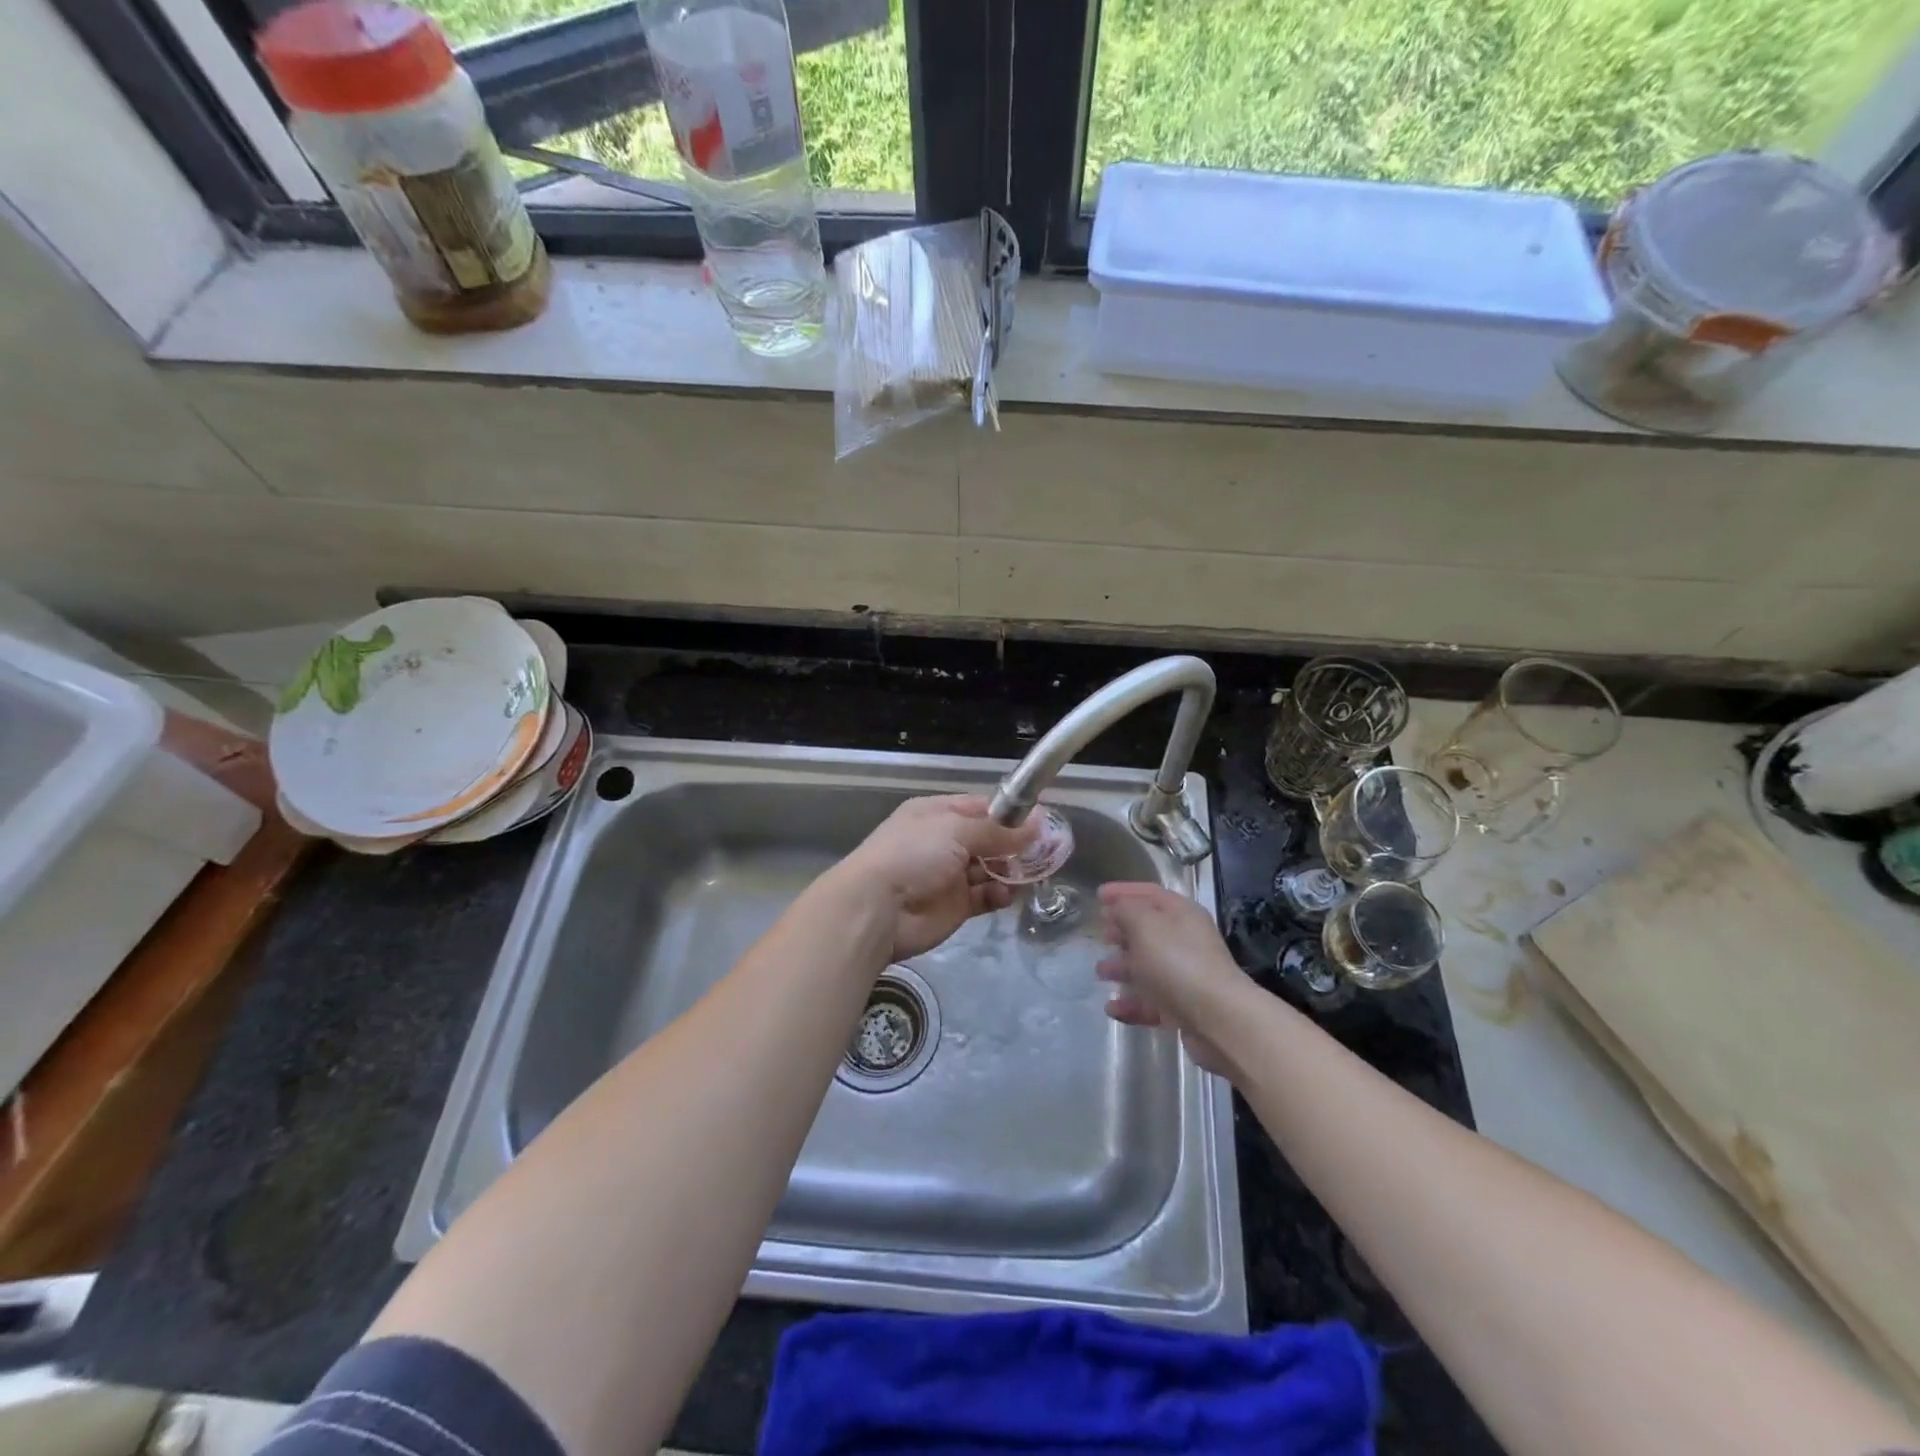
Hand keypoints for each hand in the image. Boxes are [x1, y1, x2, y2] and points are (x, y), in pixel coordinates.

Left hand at [827, 795, 1038, 962]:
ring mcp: (949, 876)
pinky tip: (1009, 893)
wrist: (876, 909)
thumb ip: (999, 831)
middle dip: (1015, 844)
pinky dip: (999, 894)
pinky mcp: (955, 907)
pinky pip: (985, 896)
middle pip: (988, 839)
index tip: (1039, 820)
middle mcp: (943, 842)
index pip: (980, 808)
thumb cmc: (913, 855)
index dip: (1009, 813)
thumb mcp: (956, 830)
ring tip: (1033, 871)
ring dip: (1011, 870)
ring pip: (990, 869)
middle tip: (1046, 849)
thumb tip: (1039, 822)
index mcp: (937, 814)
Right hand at [1096, 882, 1246, 1076]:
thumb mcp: (1145, 925)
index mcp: (1182, 914)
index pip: (1150, 893)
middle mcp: (1186, 941)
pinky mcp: (1182, 1008)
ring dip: (1122, 968)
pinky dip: (1131, 1003)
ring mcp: (1185, 976)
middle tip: (1100, 935)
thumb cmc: (1178, 963)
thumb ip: (1125, 909)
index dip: (1123, 891)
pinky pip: (1150, 1001)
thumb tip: (1116, 907)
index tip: (1098, 895)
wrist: (1219, 1020)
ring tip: (1100, 973)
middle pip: (1149, 930)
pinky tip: (1112, 1008)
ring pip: (1147, 967)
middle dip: (1122, 931)